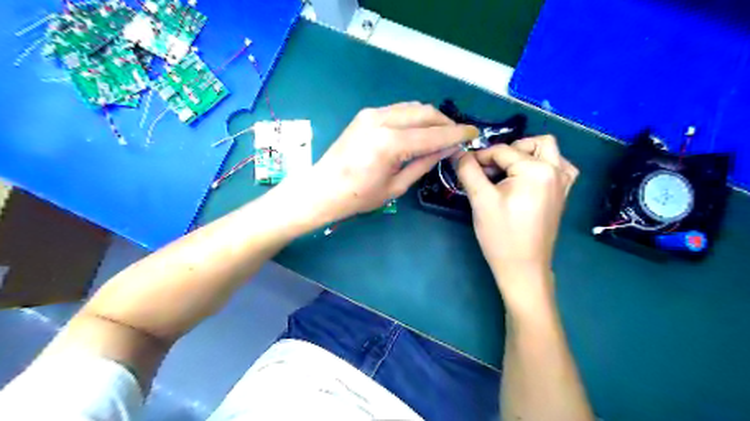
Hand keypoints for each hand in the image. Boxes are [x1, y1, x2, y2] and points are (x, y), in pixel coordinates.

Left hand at [284, 101, 476, 224]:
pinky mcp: (366, 114)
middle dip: (445, 122)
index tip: (473, 133)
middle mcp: (382, 120)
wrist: (322, 189)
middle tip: (457, 135)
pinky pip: (398, 109)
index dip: (456, 134)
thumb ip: (424, 163)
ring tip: (441, 132)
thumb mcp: (397, 186)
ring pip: (412, 107)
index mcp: (390, 143)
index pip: (433, 134)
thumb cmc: (359, 197)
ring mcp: (372, 114)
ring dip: (430, 117)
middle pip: (425, 112)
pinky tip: (418, 129)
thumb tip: (447, 150)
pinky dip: (414, 117)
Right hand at [455, 136, 575, 309]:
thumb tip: (458, 152)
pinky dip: (543, 165)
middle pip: (532, 143)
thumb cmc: (501, 234)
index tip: (464, 166)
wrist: (523, 267)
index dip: (480, 156)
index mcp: (537, 170)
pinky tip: (528, 178)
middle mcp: (555, 171)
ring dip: (528, 154)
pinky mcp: (562, 195)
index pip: (503, 151)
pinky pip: (558, 167)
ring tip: (509, 171)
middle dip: (508, 150)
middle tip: (490, 169)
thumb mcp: (480, 200)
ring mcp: (563, 183)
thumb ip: (468, 171)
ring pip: (549, 151)